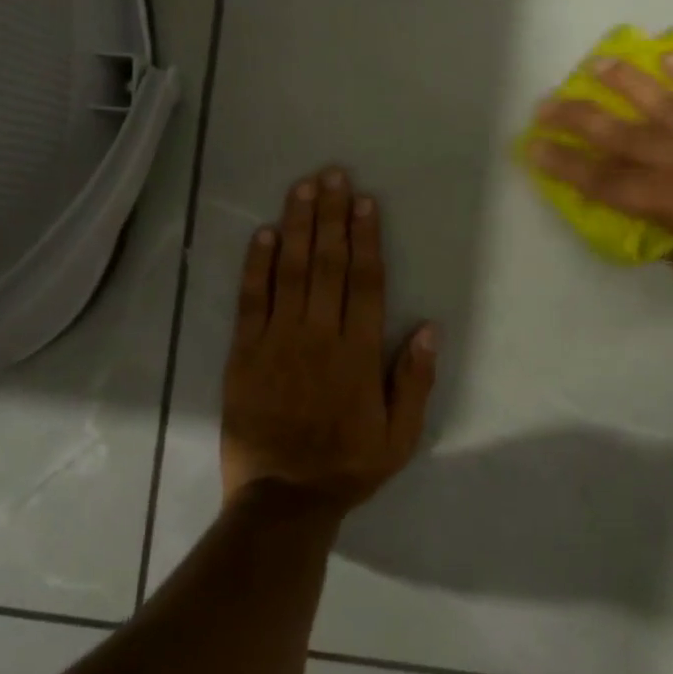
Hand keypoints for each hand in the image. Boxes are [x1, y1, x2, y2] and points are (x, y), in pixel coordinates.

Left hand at [221, 168, 438, 511]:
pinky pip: (251, 300)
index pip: (365, 282)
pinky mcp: (244, 352)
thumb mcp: (399, 437)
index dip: (365, 238)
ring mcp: (277, 341)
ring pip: (290, 271)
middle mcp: (319, 336)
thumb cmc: (346, 466)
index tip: (364, 202)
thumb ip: (414, 381)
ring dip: (297, 226)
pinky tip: (262, 233)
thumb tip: (429, 328)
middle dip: (331, 215)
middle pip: (327, 264)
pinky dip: (257, 265)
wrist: (282, 499)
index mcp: (358, 353)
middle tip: (332, 174)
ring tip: (303, 188)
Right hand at [528, 54, 672, 334]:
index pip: (604, 180)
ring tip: (597, 62)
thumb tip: (670, 228)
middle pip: (622, 133)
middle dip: (578, 118)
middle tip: (545, 103)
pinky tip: (670, 56)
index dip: (565, 164)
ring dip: (627, 81)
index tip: (533, 147)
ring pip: (666, 101)